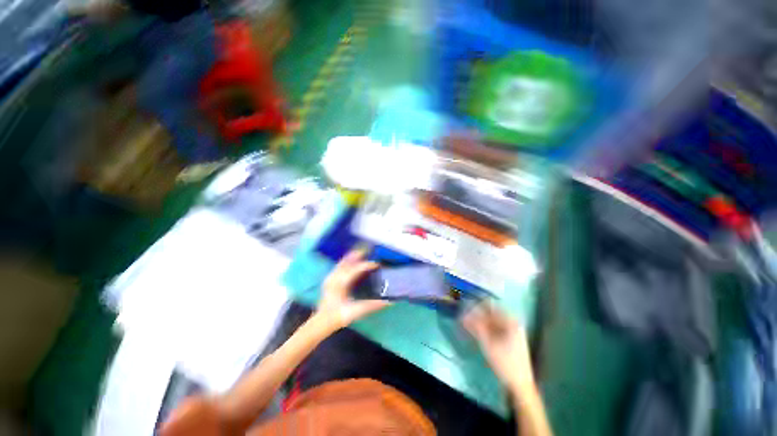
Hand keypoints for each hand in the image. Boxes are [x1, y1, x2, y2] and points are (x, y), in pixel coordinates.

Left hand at [315, 249, 390, 330]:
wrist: (322, 322)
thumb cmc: (339, 316)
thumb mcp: (356, 312)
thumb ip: (371, 305)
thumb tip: (388, 301)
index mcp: (340, 284)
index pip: (355, 270)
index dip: (367, 265)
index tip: (377, 264)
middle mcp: (335, 277)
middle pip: (348, 262)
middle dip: (358, 256)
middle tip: (369, 251)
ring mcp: (331, 277)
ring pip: (342, 263)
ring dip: (351, 257)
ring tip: (361, 252)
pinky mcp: (330, 279)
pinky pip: (339, 266)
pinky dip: (346, 261)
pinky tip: (350, 260)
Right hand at [463, 304, 535, 392]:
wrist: (520, 384)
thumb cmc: (505, 362)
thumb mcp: (488, 343)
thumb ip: (475, 326)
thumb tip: (464, 314)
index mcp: (510, 321)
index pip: (490, 305)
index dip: (476, 305)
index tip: (464, 308)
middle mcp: (512, 323)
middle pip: (490, 314)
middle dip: (476, 315)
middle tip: (463, 318)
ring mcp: (511, 332)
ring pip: (490, 322)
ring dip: (478, 322)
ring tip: (466, 325)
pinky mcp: (508, 339)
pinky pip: (493, 329)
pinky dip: (483, 329)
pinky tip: (474, 332)